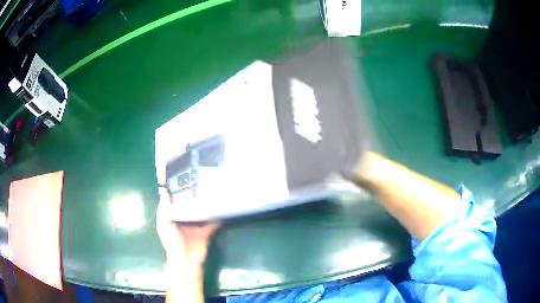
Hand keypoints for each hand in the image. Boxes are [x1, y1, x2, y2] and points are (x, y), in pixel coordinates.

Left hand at [156, 188, 220, 264]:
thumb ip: (164, 208)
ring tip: (212, 191)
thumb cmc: (172, 241)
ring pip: (201, 212)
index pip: (175, 201)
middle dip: (194, 196)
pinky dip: (217, 218)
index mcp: (172, 217)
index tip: (183, 178)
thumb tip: (164, 190)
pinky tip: (222, 209)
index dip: (178, 191)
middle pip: (189, 206)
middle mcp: (183, 220)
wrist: (186, 259)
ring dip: (205, 205)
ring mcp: (195, 226)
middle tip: (201, 181)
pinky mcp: (205, 232)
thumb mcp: (164, 224)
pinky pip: (212, 223)